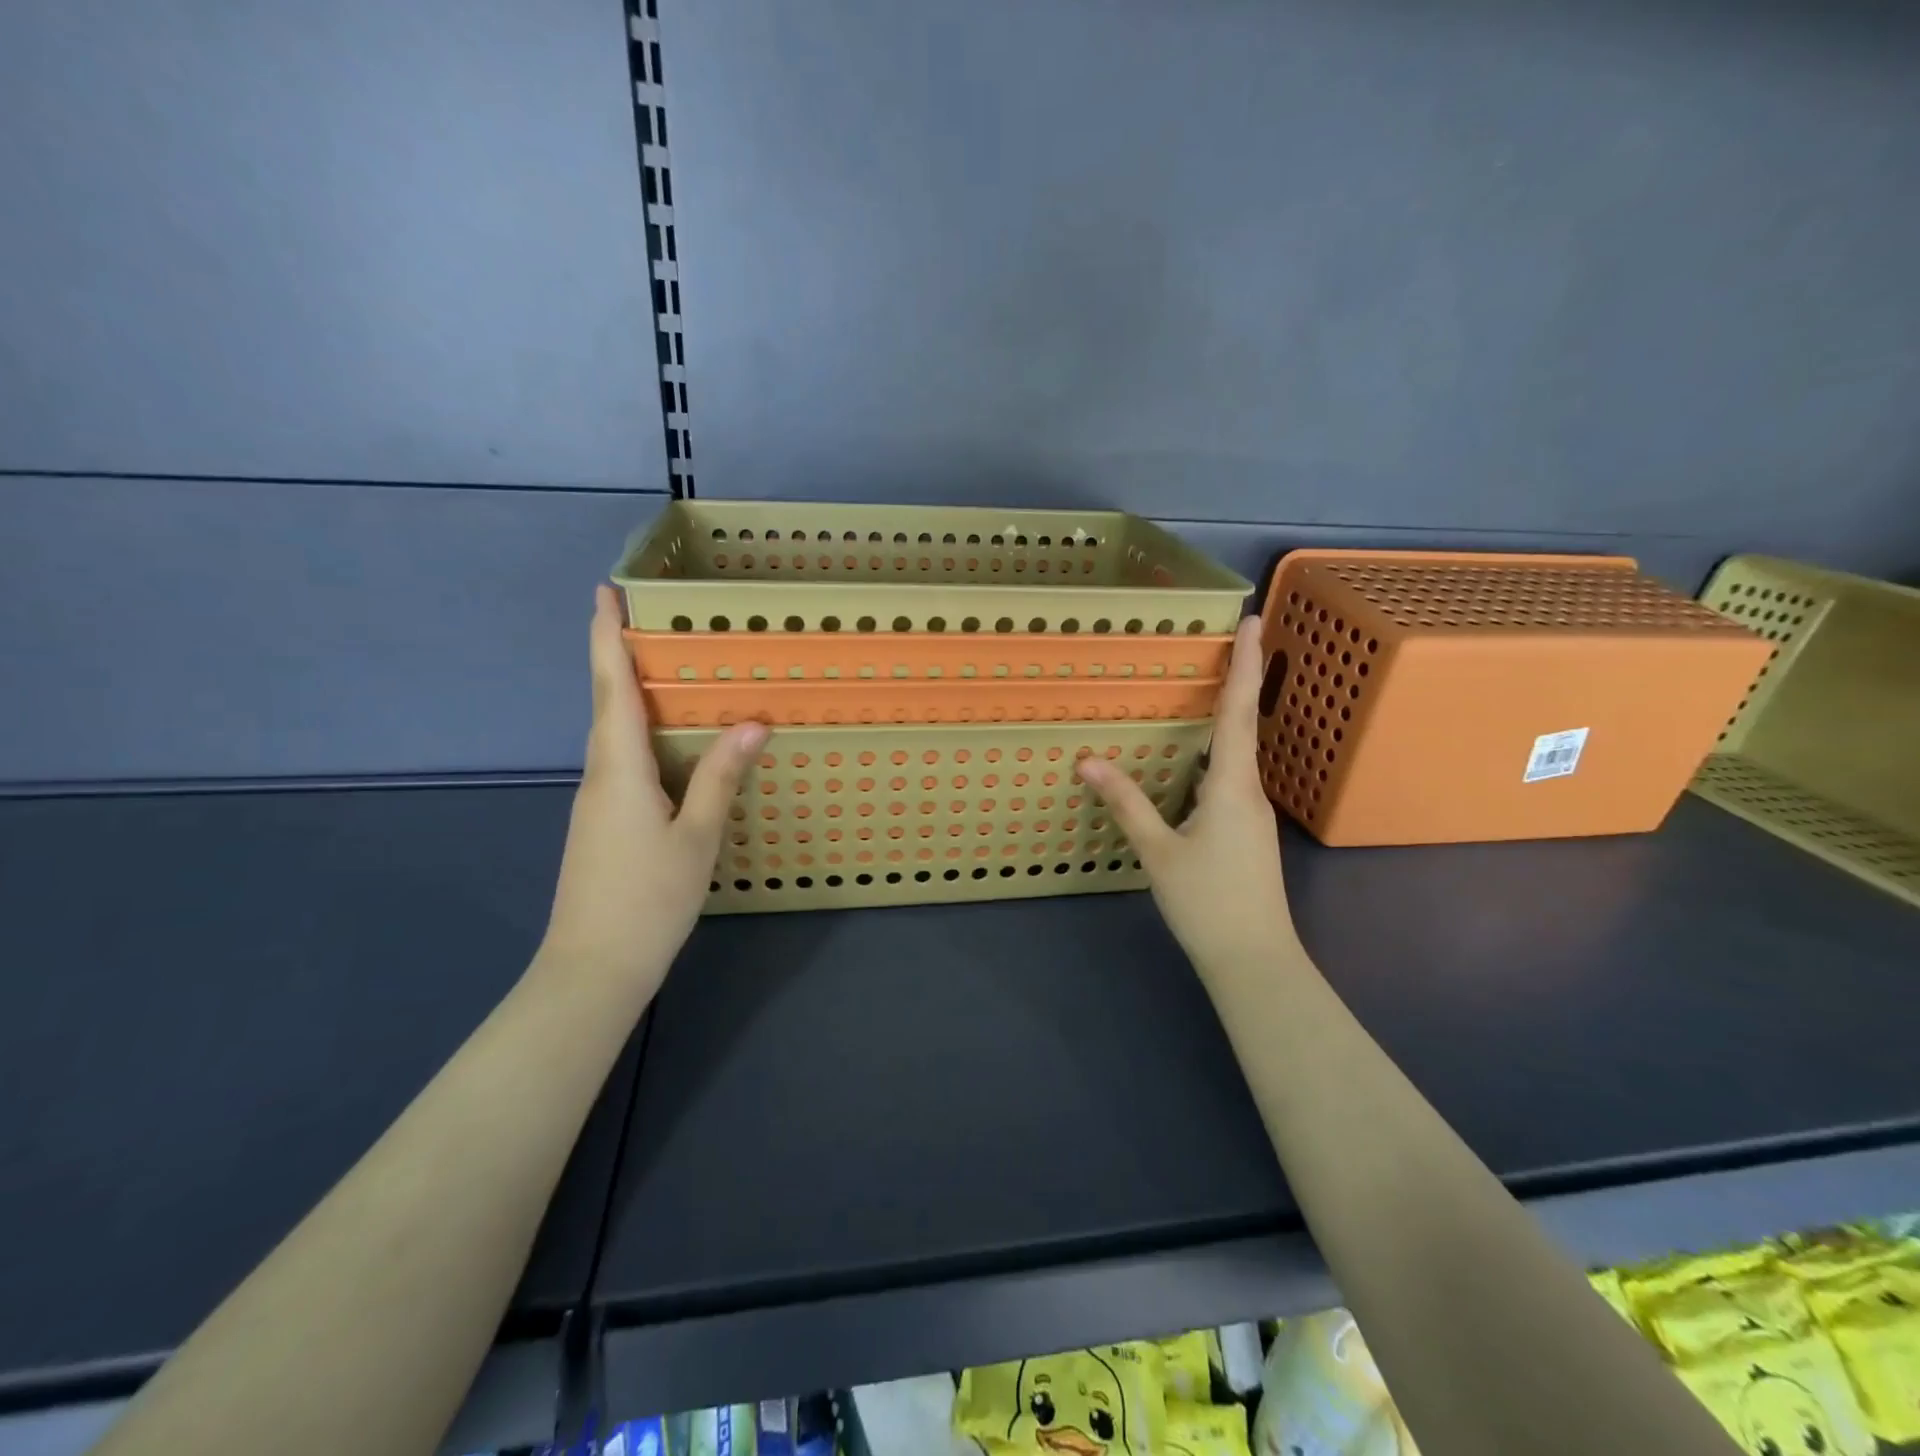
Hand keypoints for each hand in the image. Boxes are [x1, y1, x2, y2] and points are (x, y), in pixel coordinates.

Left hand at [539, 587, 767, 995]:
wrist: (593, 968)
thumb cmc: (649, 899)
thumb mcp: (696, 836)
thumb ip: (721, 776)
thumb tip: (753, 722)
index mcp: (619, 768)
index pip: (611, 687)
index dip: (606, 636)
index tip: (605, 591)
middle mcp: (600, 774)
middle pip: (607, 702)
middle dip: (619, 654)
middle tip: (648, 616)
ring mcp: (597, 800)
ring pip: (614, 732)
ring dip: (631, 693)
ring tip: (666, 666)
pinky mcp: (602, 822)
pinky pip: (622, 759)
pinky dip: (641, 732)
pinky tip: (669, 740)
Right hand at [1076, 616, 1299, 978]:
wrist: (1254, 960)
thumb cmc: (1207, 902)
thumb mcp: (1158, 852)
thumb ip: (1125, 803)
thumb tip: (1088, 759)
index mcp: (1231, 786)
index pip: (1238, 712)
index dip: (1245, 664)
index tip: (1255, 620)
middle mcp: (1248, 790)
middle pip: (1243, 724)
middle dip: (1238, 679)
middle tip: (1228, 640)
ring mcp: (1250, 812)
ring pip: (1237, 752)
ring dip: (1226, 716)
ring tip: (1206, 687)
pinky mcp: (1245, 830)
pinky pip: (1228, 777)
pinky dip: (1214, 752)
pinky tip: (1193, 757)